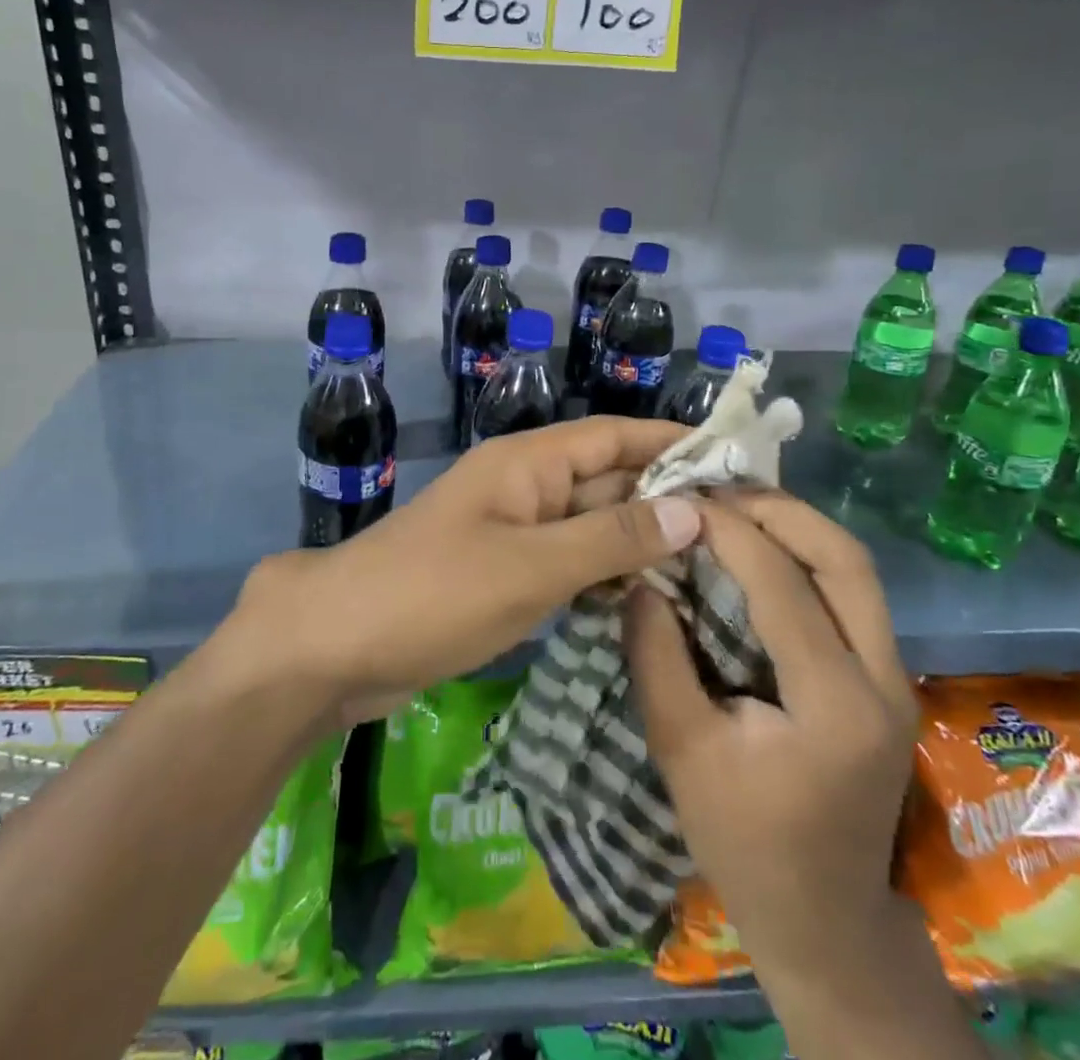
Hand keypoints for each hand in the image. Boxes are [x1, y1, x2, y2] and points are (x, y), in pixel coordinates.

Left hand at [228, 417, 702, 726]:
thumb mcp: (532, 566)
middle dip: (666, 499)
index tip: (736, 461)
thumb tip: (692, 509)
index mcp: (528, 462)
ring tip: (714, 568)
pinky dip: (605, 575)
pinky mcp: (503, 574)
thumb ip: (612, 537)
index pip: (615, 435)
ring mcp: (513, 532)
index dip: (673, 443)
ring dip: (640, 541)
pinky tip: (648, 600)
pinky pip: (567, 563)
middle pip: (608, 479)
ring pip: (591, 525)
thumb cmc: (435, 593)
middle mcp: (525, 486)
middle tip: (741, 531)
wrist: (337, 645)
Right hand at [626, 490, 917, 993]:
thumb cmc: (745, 843)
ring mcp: (896, 679)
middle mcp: (883, 680)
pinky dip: (808, 556)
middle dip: (779, 509)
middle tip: (716, 490)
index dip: (729, 530)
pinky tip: (762, 551)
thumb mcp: (681, 749)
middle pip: (846, 558)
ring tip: (736, 507)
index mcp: (834, 704)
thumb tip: (641, 576)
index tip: (681, 501)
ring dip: (798, 526)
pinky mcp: (887, 681)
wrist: (826, 921)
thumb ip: (656, 655)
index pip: (782, 583)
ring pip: (857, 570)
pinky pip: (853, 593)